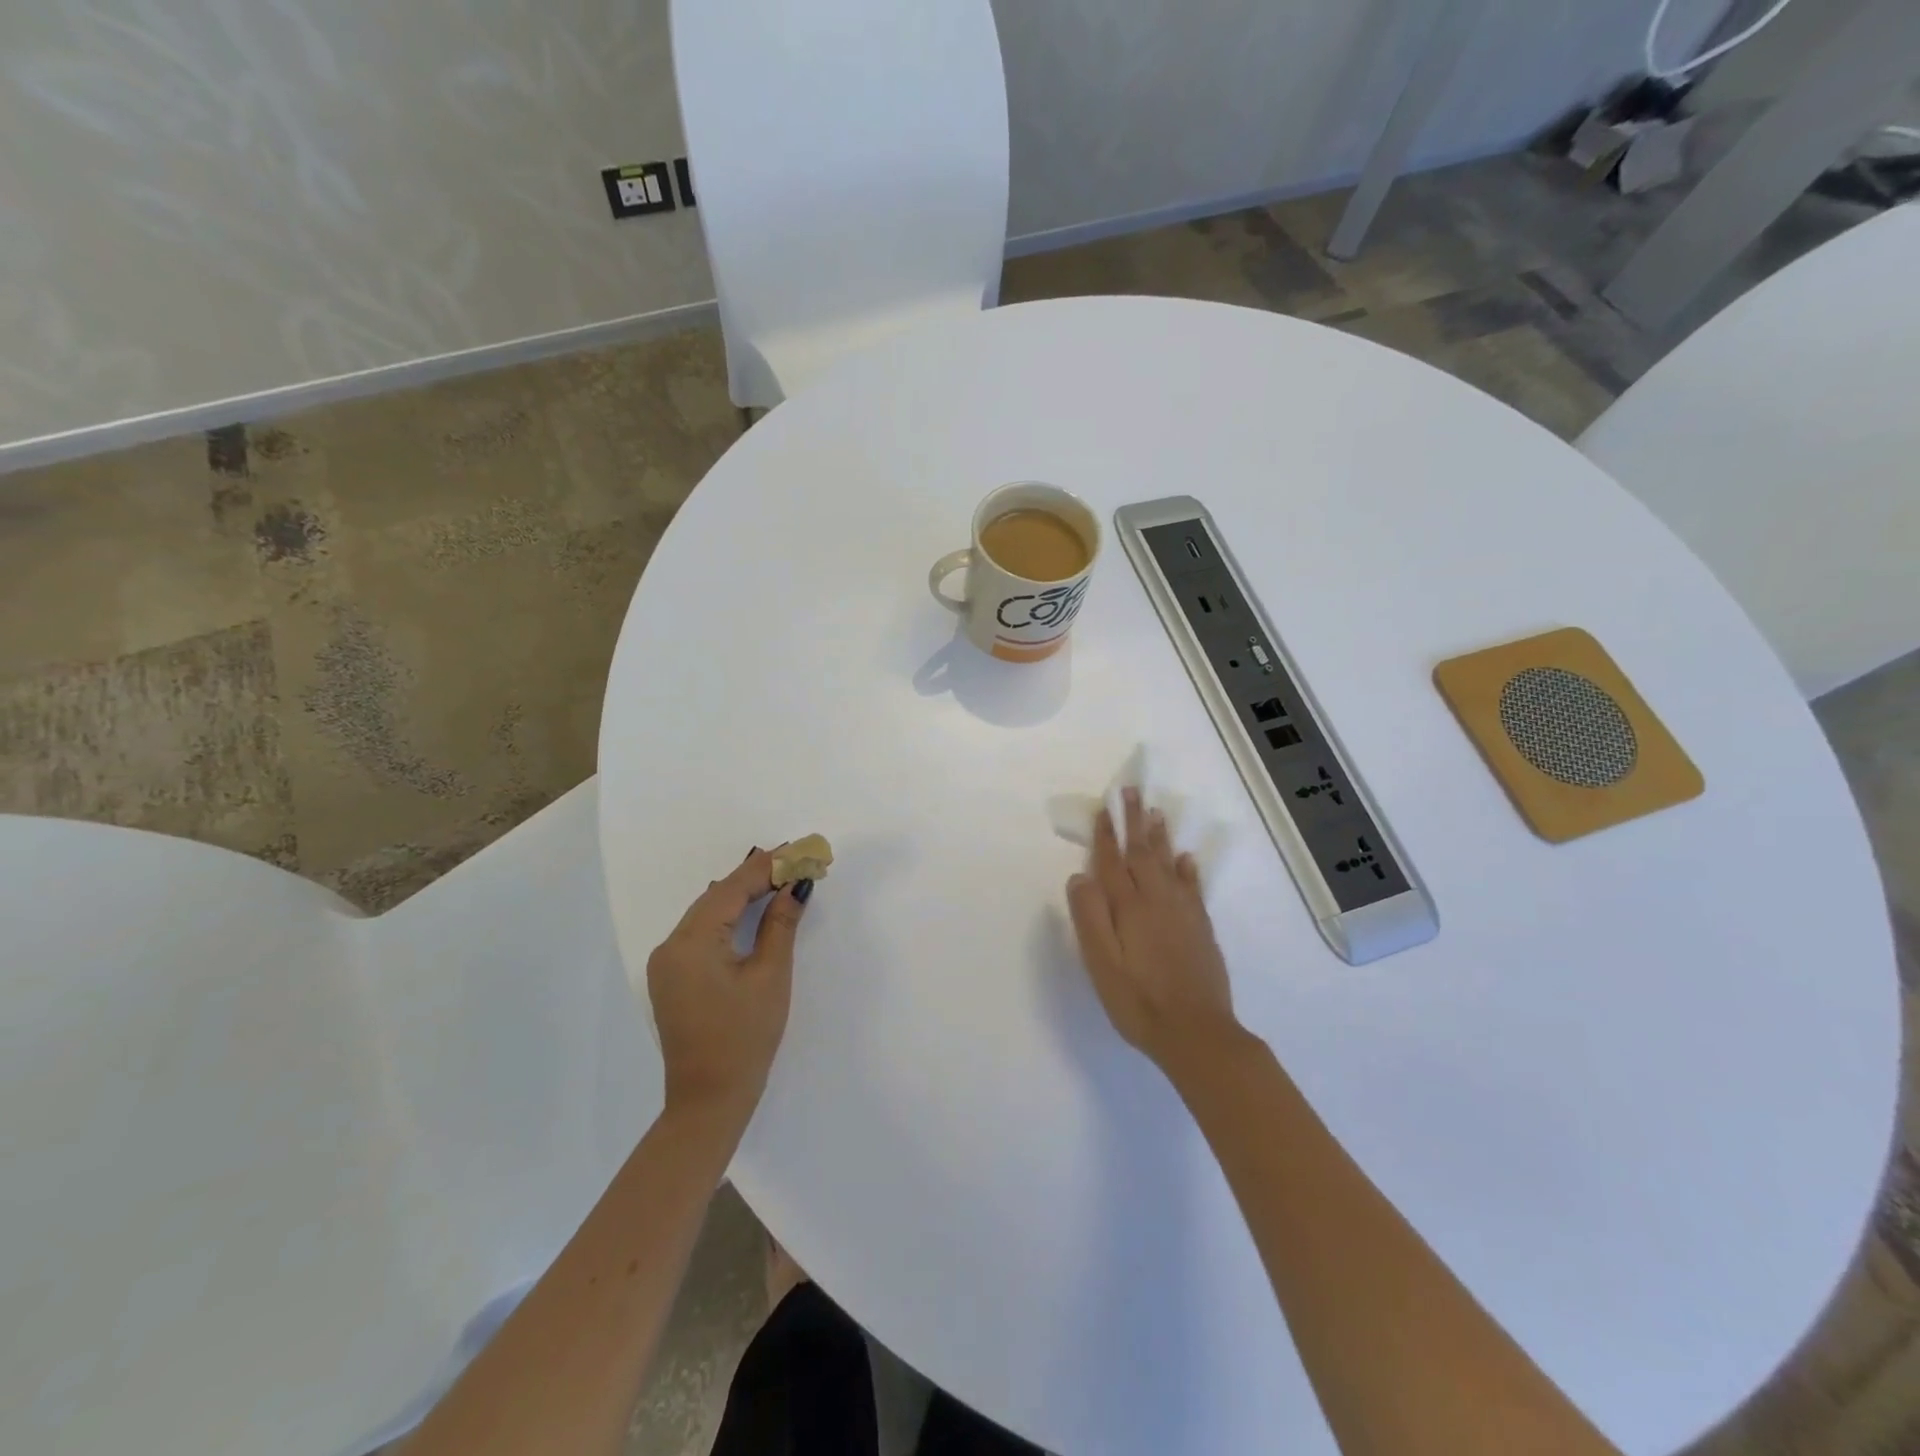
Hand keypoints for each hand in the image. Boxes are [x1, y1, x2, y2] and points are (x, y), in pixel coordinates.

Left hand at [648, 849, 810, 1129]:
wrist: (709, 1101)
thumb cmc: (745, 1037)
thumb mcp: (770, 977)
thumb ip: (780, 924)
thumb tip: (795, 887)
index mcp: (691, 942)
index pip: (731, 889)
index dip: (766, 867)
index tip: (797, 849)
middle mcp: (670, 946)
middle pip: (717, 897)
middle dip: (756, 877)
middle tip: (795, 861)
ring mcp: (667, 963)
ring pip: (708, 913)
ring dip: (742, 896)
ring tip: (779, 879)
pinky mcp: (673, 978)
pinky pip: (701, 933)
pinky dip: (728, 918)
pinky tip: (751, 911)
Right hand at [1066, 788, 1243, 1075]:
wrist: (1197, 1034)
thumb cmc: (1139, 1002)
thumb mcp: (1102, 964)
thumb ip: (1090, 918)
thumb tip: (1079, 876)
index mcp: (1129, 908)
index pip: (1112, 862)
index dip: (1106, 835)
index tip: (1104, 807)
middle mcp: (1157, 901)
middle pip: (1142, 853)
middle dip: (1134, 821)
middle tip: (1132, 790)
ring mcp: (1183, 913)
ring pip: (1168, 864)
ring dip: (1160, 836)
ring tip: (1155, 811)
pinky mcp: (1200, 928)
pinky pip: (1192, 887)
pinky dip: (1187, 868)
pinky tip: (1185, 858)